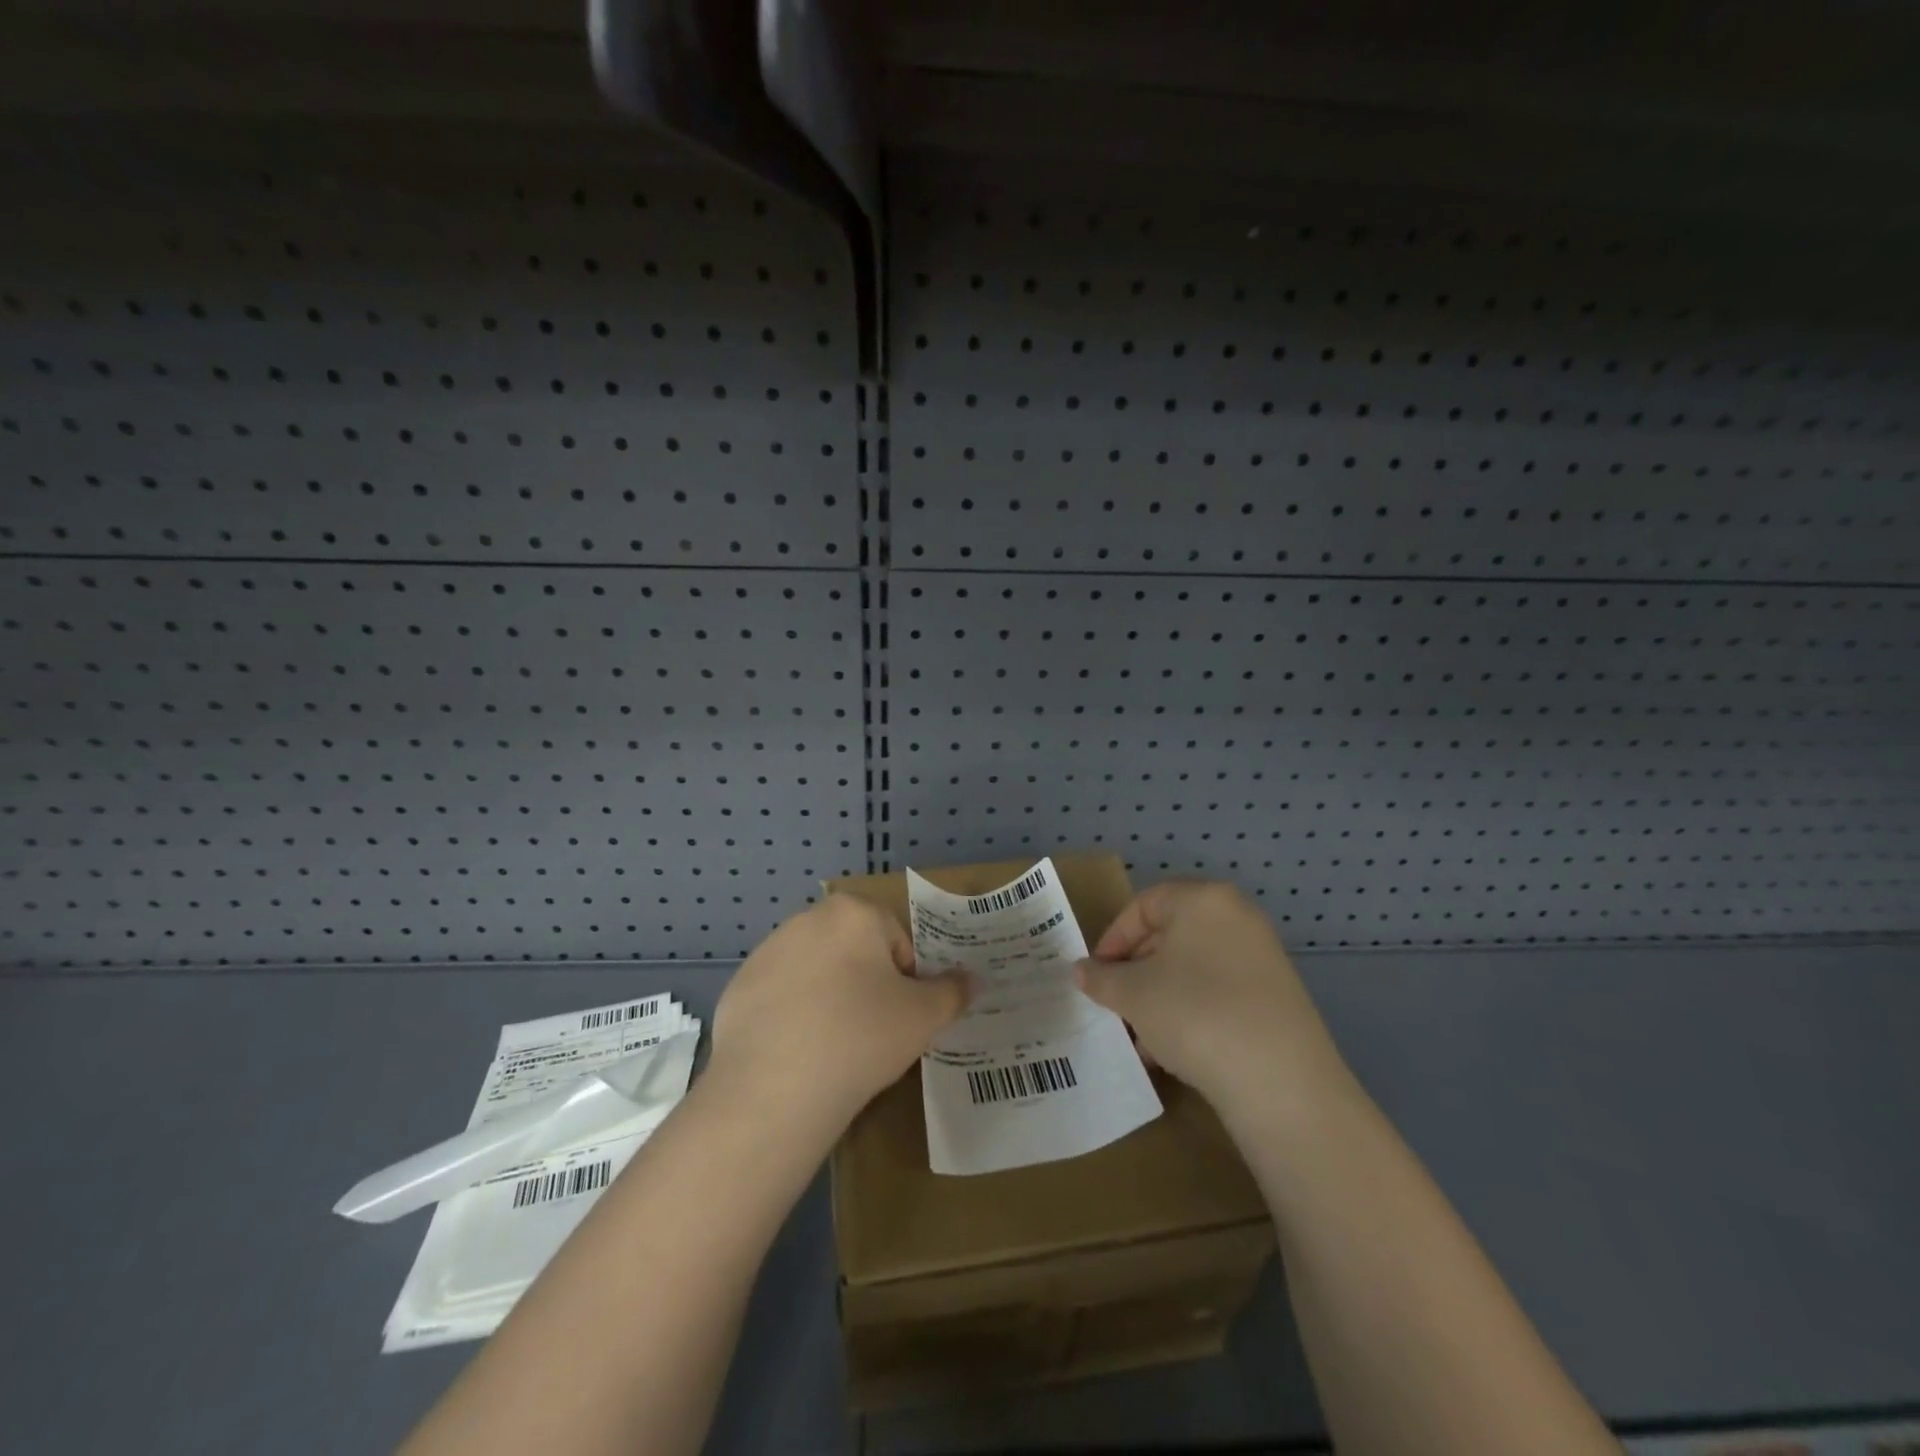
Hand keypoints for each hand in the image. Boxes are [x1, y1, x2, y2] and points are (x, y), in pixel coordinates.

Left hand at [711, 894, 969, 1134]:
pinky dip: (793, 1018)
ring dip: (829, 999)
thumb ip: (953, 992)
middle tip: (871, 1034)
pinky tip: (797, 1056)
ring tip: (832, 1049)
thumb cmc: (861, 1037)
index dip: (907, 981)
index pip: (898, 941)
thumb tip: (970, 978)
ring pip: (816, 973)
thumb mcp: (924, 1017)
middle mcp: (807, 919)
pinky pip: (780, 998)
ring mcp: (766, 952)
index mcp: (854, 912)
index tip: (900, 1018)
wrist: (774, 1089)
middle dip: (866, 985)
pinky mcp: (738, 988)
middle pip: (855, 951)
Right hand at [1074, 881, 1351, 1117]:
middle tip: (1115, 1005)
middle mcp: (1237, 917)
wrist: (1281, 1083)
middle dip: (1136, 972)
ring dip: (1159, 998)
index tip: (1096, 975)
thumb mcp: (1133, 994)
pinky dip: (1191, 1013)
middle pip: (1169, 935)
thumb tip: (1082, 971)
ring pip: (1193, 969)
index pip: (1143, 904)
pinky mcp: (1277, 997)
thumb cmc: (1195, 1013)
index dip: (1113, 938)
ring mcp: (1262, 957)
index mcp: (1203, 899)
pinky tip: (1173, 1054)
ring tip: (1141, 1039)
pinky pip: (1219, 993)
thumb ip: (1101, 977)